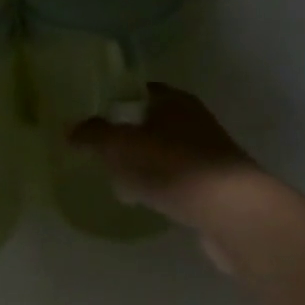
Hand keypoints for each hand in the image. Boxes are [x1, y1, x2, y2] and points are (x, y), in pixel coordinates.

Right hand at [69, 84, 269, 261]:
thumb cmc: (174, 166)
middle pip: (149, 122)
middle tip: (99, 151)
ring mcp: (207, 153)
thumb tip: (70, 130)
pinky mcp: (214, 185)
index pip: (137, 91)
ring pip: (162, 152)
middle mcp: (193, 119)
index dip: (113, 102)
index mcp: (173, 100)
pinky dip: (159, 185)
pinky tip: (143, 199)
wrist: (233, 213)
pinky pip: (176, 178)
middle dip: (125, 136)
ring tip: (117, 179)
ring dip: (142, 163)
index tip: (91, 118)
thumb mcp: (121, 145)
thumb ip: (93, 134)